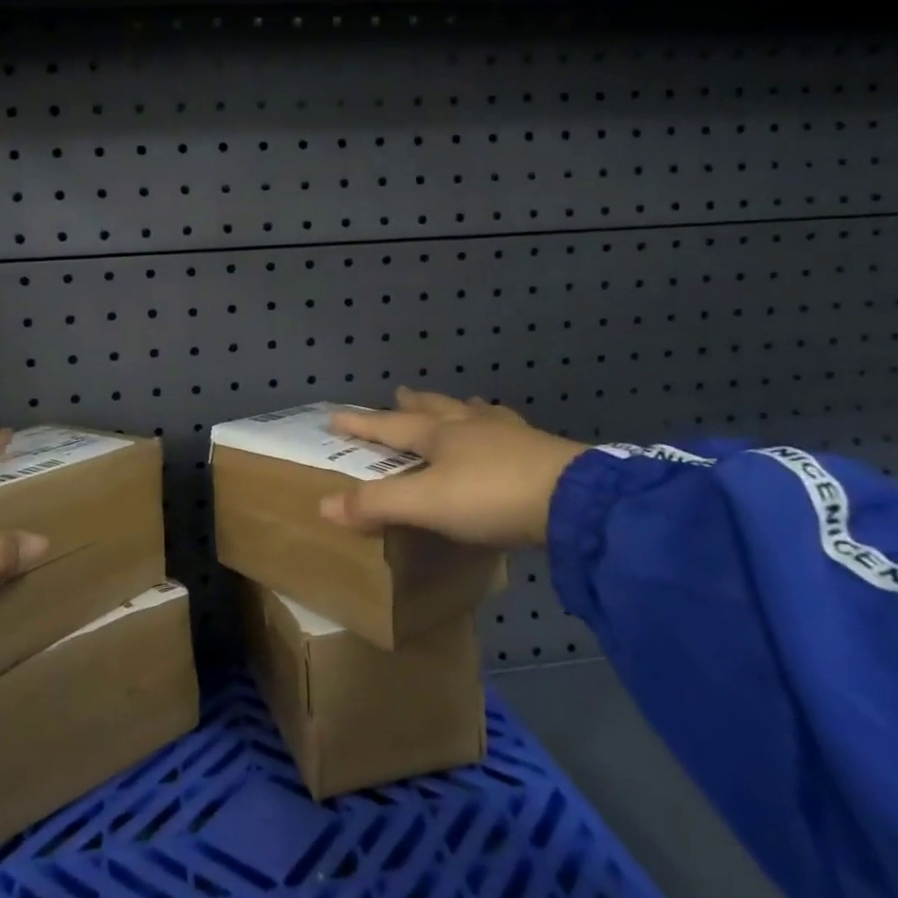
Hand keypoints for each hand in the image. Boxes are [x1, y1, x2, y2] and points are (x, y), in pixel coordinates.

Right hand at [319, 388, 586, 549]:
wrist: (574, 500)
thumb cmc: (491, 496)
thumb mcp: (426, 504)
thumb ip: (376, 504)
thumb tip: (323, 504)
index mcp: (440, 435)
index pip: (390, 426)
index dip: (362, 424)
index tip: (336, 415)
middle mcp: (471, 426)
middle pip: (434, 408)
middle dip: (413, 403)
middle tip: (400, 392)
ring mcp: (509, 435)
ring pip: (475, 413)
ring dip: (459, 407)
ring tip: (458, 402)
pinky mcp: (541, 451)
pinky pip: (510, 430)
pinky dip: (499, 425)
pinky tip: (509, 430)